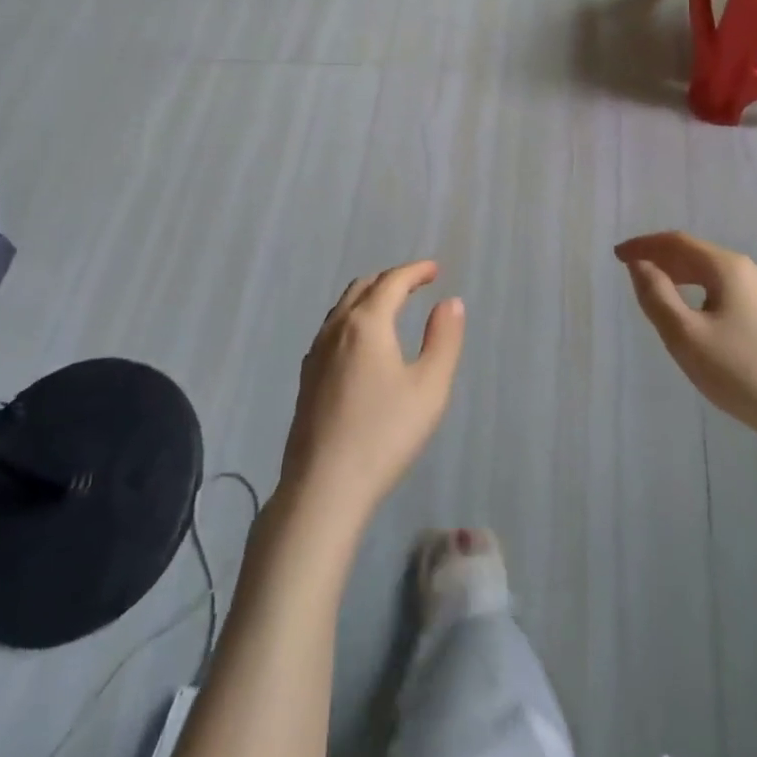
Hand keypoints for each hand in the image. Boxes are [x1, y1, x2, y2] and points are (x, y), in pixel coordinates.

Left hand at [279, 260, 464, 535]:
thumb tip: (450, 302)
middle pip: (363, 287)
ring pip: (343, 307)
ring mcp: (316, 353)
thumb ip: (444, 339)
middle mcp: (336, 328)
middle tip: (417, 284)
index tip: (435, 269)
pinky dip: (353, 318)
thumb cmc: (384, 435)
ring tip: (392, 307)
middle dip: (391, 279)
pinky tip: (362, 343)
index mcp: (366, 323)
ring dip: (369, 297)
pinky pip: (332, 329)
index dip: (415, 271)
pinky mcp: (306, 377)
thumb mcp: (429, 388)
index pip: (392, 281)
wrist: (323, 487)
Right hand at [615, 231, 756, 507]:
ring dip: (682, 278)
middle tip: (632, 273)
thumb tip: (640, 265)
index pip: (677, 242)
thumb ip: (657, 296)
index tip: (616, 255)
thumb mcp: (687, 337)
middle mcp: (751, 273)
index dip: (644, 245)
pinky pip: (728, 295)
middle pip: (697, 255)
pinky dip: (701, 295)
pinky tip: (697, 321)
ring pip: (714, 276)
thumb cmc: (746, 373)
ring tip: (658, 294)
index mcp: (728, 268)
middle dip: (662, 259)